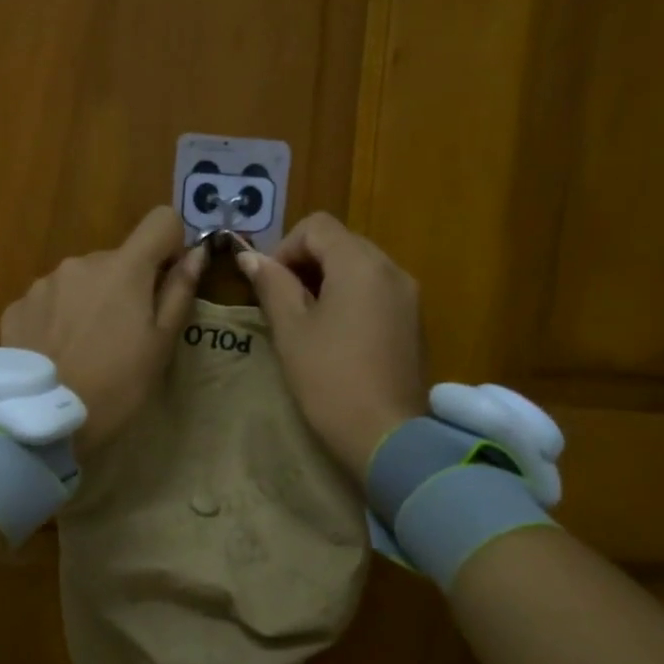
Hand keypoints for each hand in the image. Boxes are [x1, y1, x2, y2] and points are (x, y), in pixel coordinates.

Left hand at [0, 207, 206, 451]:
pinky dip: (58, 317)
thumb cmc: (115, 385)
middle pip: (118, 258)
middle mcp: (81, 262)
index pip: (161, 220)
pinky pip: (49, 300)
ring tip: (85, 348)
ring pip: (81, 279)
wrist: (40, 419)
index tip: (166, 281)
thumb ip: (179, 291)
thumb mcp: (160, 345)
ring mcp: (44, 283)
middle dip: (126, 285)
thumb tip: (197, 252)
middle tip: (124, 335)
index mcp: (124, 268)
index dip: (171, 244)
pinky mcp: (16, 306)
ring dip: (89, 300)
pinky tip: (56, 353)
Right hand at [236, 212, 429, 481]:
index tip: (268, 283)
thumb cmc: (330, 379)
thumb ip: (271, 284)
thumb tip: (249, 257)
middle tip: (281, 301)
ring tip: (306, 319)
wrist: (388, 437)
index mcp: (360, 264)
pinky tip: (336, 335)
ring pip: (360, 266)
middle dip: (305, 262)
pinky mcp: (414, 321)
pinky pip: (377, 290)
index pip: (317, 226)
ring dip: (327, 279)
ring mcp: (408, 295)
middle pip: (341, 242)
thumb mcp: (291, 329)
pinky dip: (351, 297)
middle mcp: (391, 269)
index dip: (284, 246)